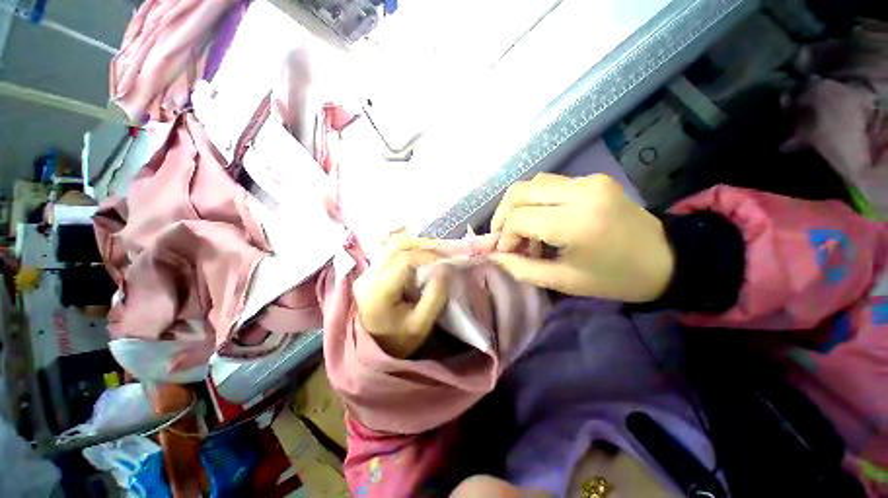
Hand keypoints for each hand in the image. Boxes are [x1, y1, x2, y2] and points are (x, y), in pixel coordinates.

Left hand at [354, 244, 449, 358]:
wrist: (374, 348)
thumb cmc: (400, 340)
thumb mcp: (422, 324)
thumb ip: (436, 295)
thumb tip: (446, 267)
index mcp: (378, 292)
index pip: (404, 260)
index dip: (427, 255)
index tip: (445, 260)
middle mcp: (367, 278)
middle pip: (395, 247)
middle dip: (422, 245)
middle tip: (441, 252)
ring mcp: (365, 273)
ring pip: (392, 246)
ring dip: (415, 246)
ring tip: (432, 254)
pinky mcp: (368, 273)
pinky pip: (389, 253)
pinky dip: (407, 251)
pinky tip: (419, 258)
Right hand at [490, 173, 673, 301]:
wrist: (668, 259)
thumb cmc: (615, 279)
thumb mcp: (563, 281)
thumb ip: (522, 268)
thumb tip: (494, 255)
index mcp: (576, 223)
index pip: (518, 218)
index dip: (504, 236)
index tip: (507, 252)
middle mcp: (580, 192)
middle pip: (519, 192)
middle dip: (503, 216)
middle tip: (504, 238)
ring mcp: (588, 181)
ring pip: (531, 184)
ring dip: (517, 207)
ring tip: (522, 231)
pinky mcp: (592, 179)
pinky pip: (548, 184)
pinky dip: (534, 202)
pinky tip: (540, 220)